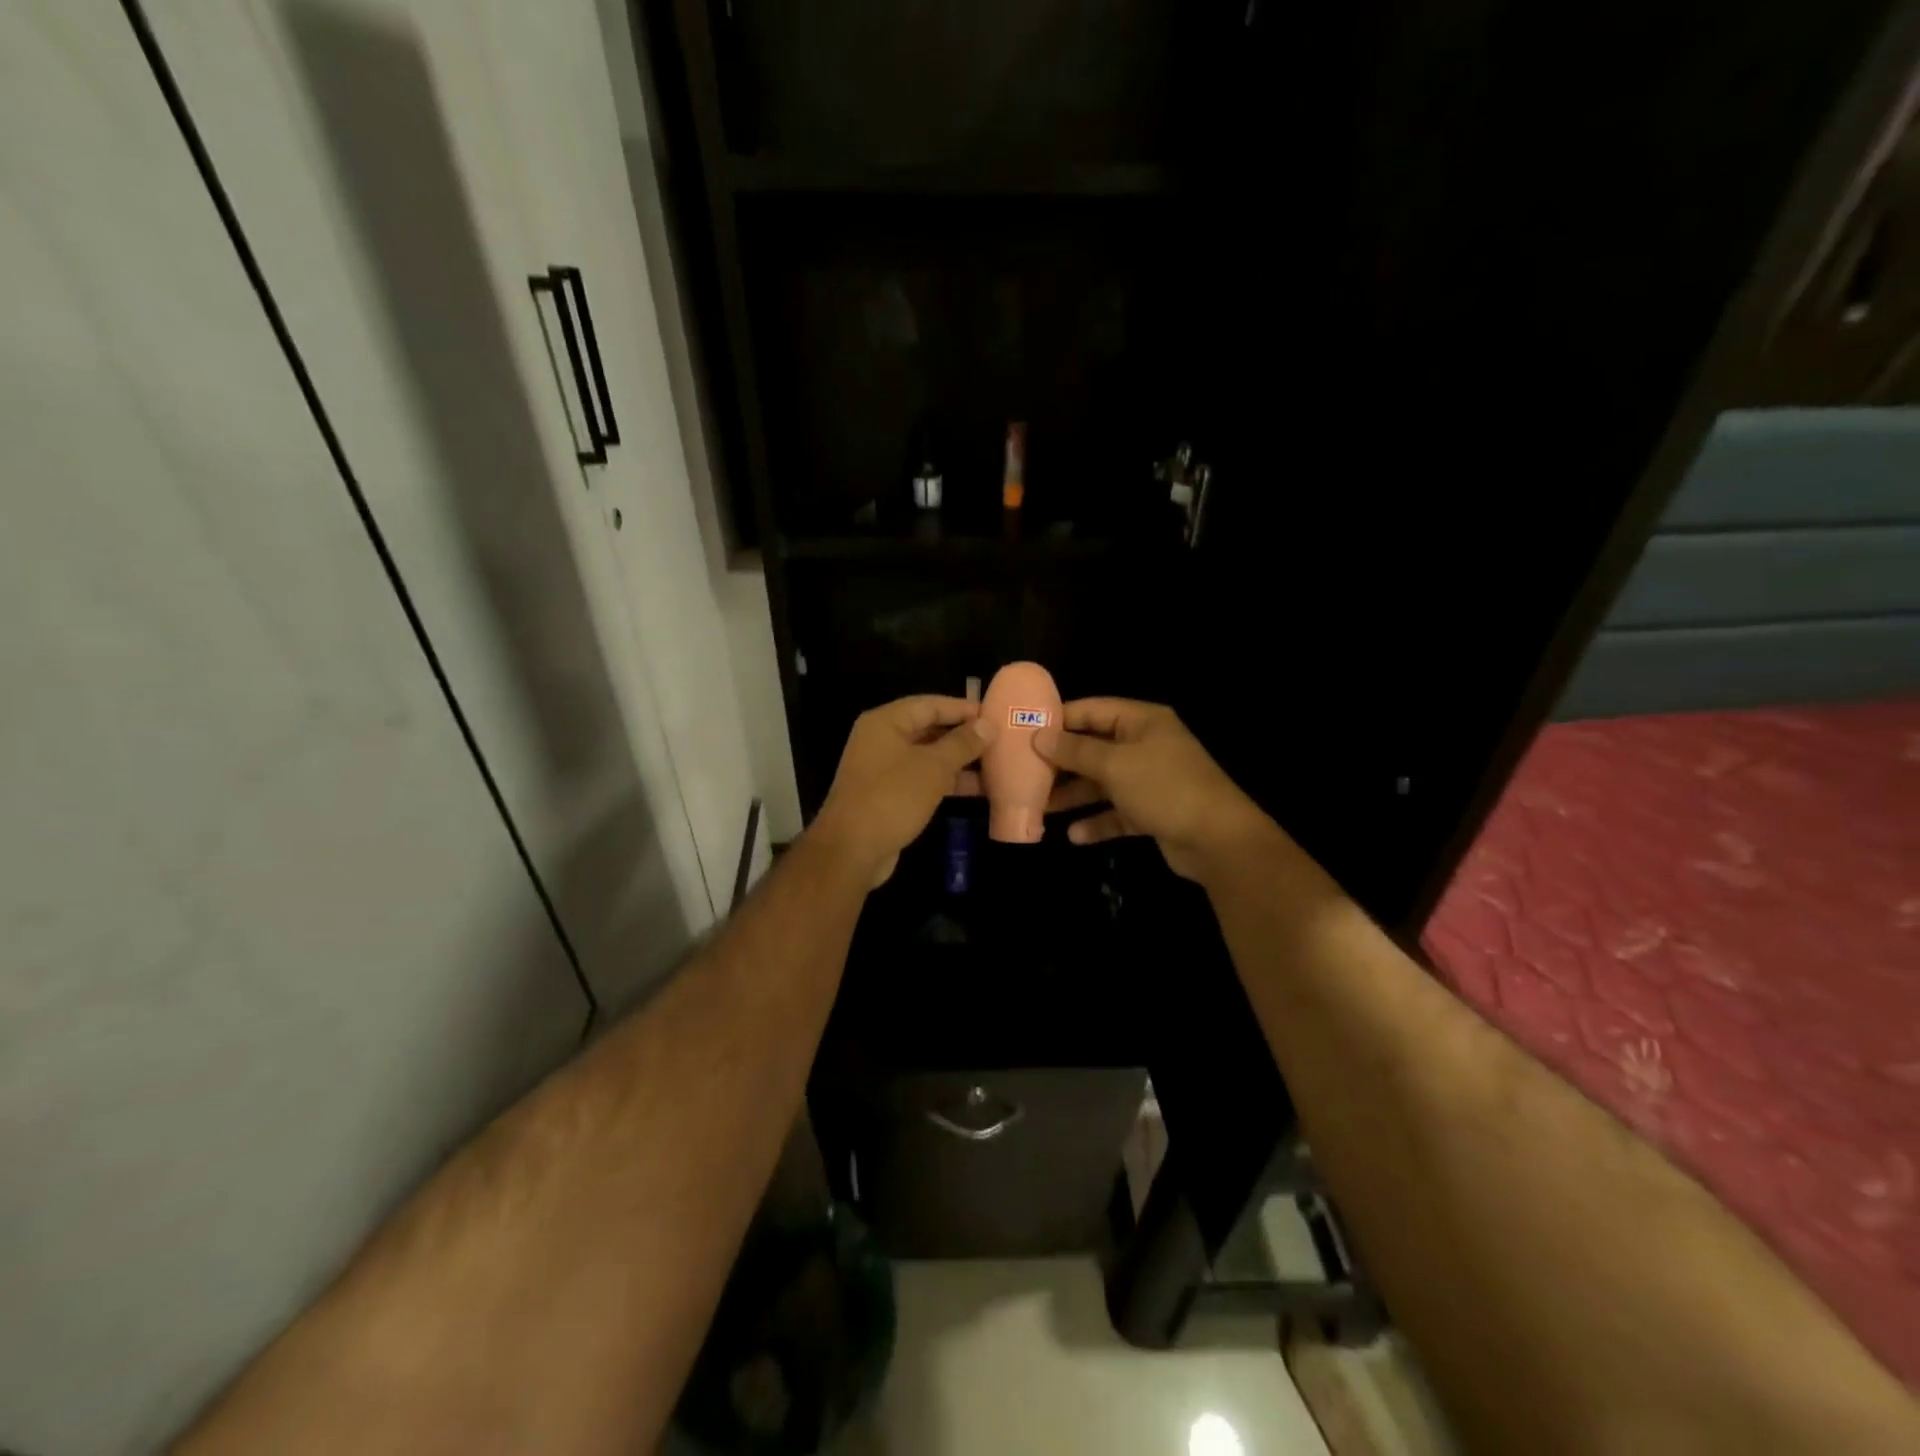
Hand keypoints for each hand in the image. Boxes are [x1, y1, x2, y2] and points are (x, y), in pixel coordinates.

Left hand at [811, 696, 985, 887]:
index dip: (963, 708)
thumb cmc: (893, 798)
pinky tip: (977, 789)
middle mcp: (881, 740)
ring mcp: (883, 769)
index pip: (930, 704)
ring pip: (927, 757)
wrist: (852, 850)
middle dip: (963, 736)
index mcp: (886, 722)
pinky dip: (947, 782)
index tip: (994, 714)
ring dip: (959, 762)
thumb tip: (988, 725)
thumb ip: (962, 744)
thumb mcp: (933, 767)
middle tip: (999, 740)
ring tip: (996, 765)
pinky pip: (923, 779)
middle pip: (928, 729)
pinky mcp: (888, 795)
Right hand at [1036, 698, 1273, 881]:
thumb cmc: (1164, 788)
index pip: (1092, 710)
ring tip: (1040, 808)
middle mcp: (1145, 746)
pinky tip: (1074, 836)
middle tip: (1025, 773)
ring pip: (1102, 783)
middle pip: (1094, 748)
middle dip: (1061, 763)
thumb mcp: (1114, 765)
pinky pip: (1117, 812)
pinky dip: (1097, 822)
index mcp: (1141, 721)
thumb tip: (1039, 736)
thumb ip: (1075, 751)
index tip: (1025, 730)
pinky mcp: (1152, 811)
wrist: (1217, 839)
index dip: (1059, 719)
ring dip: (1074, 795)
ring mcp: (1150, 780)